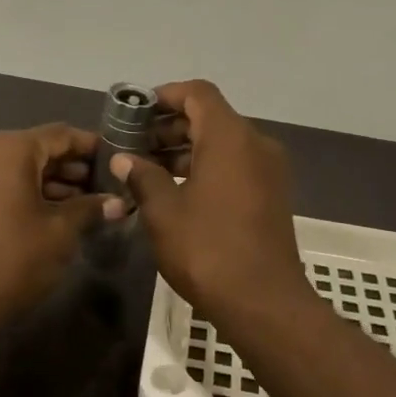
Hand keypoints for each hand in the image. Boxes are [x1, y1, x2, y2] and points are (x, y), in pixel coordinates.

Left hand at [0, 123, 126, 323]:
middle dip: (74, 166)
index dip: (92, 146)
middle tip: (107, 185)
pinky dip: (32, 191)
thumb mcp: (61, 231)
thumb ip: (90, 208)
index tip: (118, 158)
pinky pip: (6, 183)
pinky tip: (60, 212)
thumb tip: (118, 202)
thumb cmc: (15, 258)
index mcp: (11, 148)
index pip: (61, 134)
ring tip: (89, 202)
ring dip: (54, 181)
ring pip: (23, 167)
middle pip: (40, 148)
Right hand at [110, 81, 313, 323]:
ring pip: (223, 143)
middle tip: (134, 145)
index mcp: (230, 138)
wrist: (263, 303)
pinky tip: (175, 191)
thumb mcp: (163, 212)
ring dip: (186, 149)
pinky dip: (206, 167)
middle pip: (210, 117)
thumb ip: (142, 176)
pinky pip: (235, 165)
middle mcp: (255, 145)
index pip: (198, 93)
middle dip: (170, 126)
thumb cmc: (207, 250)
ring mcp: (268, 171)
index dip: (166, 95)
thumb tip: (124, 159)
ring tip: (148, 170)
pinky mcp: (271, 195)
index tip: (136, 112)